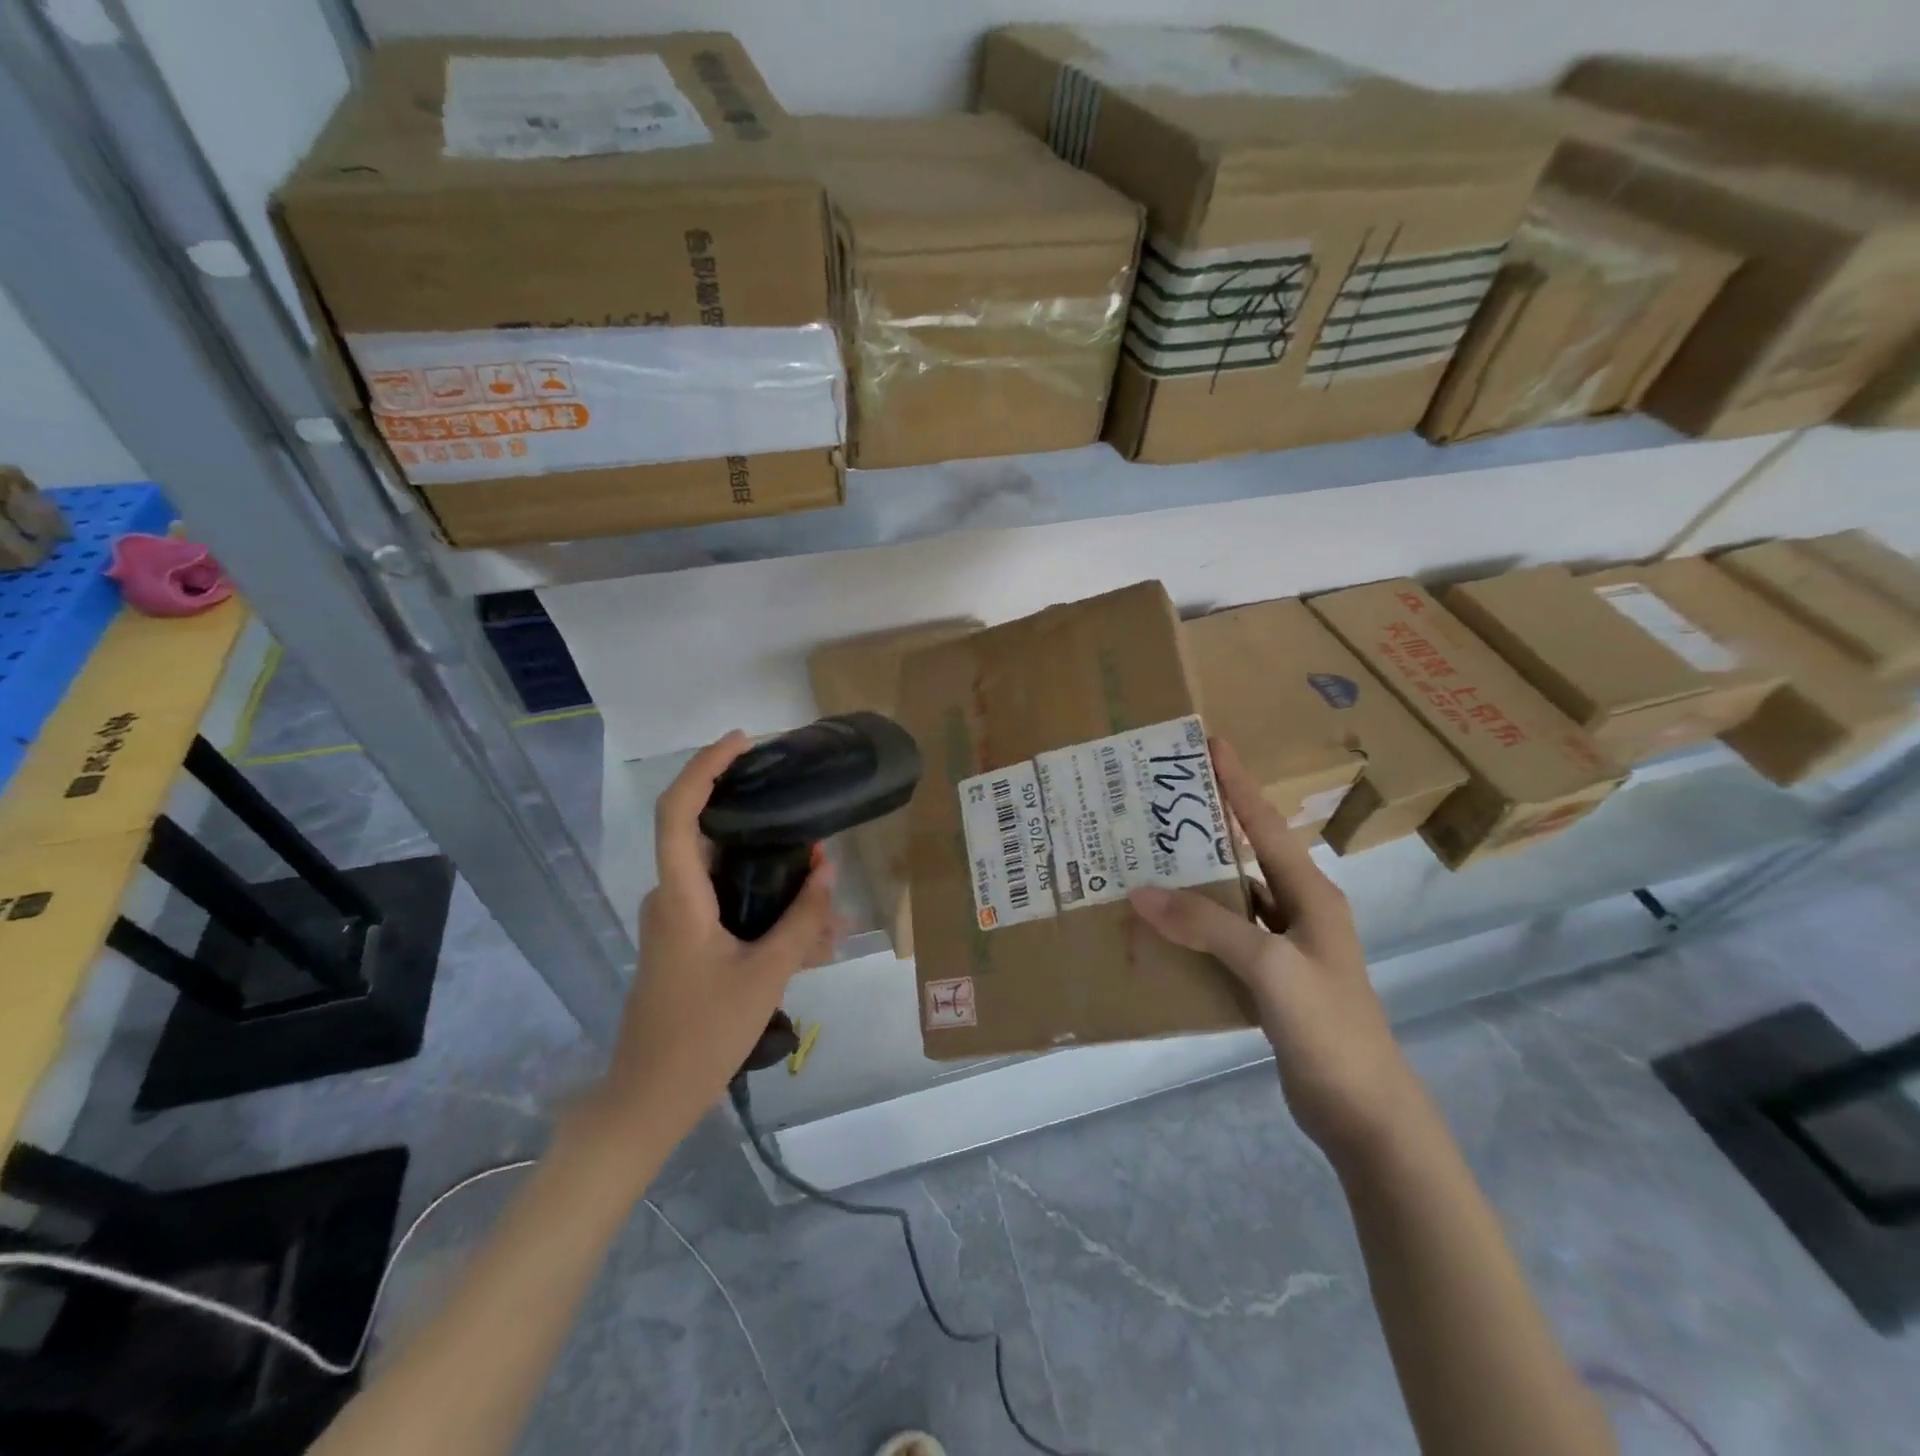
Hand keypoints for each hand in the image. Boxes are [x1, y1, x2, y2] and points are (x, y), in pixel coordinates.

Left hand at [596, 731, 842, 1143]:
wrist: (649, 1100)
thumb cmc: (701, 1036)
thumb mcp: (765, 977)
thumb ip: (800, 921)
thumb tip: (827, 871)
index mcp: (679, 897)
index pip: (678, 812)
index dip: (705, 768)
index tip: (743, 742)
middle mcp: (671, 898)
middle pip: (709, 836)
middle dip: (763, 824)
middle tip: (811, 823)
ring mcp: (677, 922)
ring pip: (728, 877)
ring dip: (775, 877)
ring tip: (828, 893)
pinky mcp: (687, 942)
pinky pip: (729, 908)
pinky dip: (767, 909)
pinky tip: (812, 934)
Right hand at [1128, 737, 1419, 1161]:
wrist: (1366, 1113)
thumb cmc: (1329, 1028)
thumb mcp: (1271, 967)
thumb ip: (1208, 926)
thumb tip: (1142, 893)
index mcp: (1312, 895)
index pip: (1266, 825)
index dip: (1238, 783)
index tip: (1211, 743)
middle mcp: (1301, 910)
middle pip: (1247, 855)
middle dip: (1206, 828)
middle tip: (1157, 805)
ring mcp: (1288, 947)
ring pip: (1233, 898)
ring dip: (1196, 881)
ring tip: (1146, 860)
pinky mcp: (1273, 979)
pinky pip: (1227, 937)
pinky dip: (1197, 927)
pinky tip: (1163, 928)